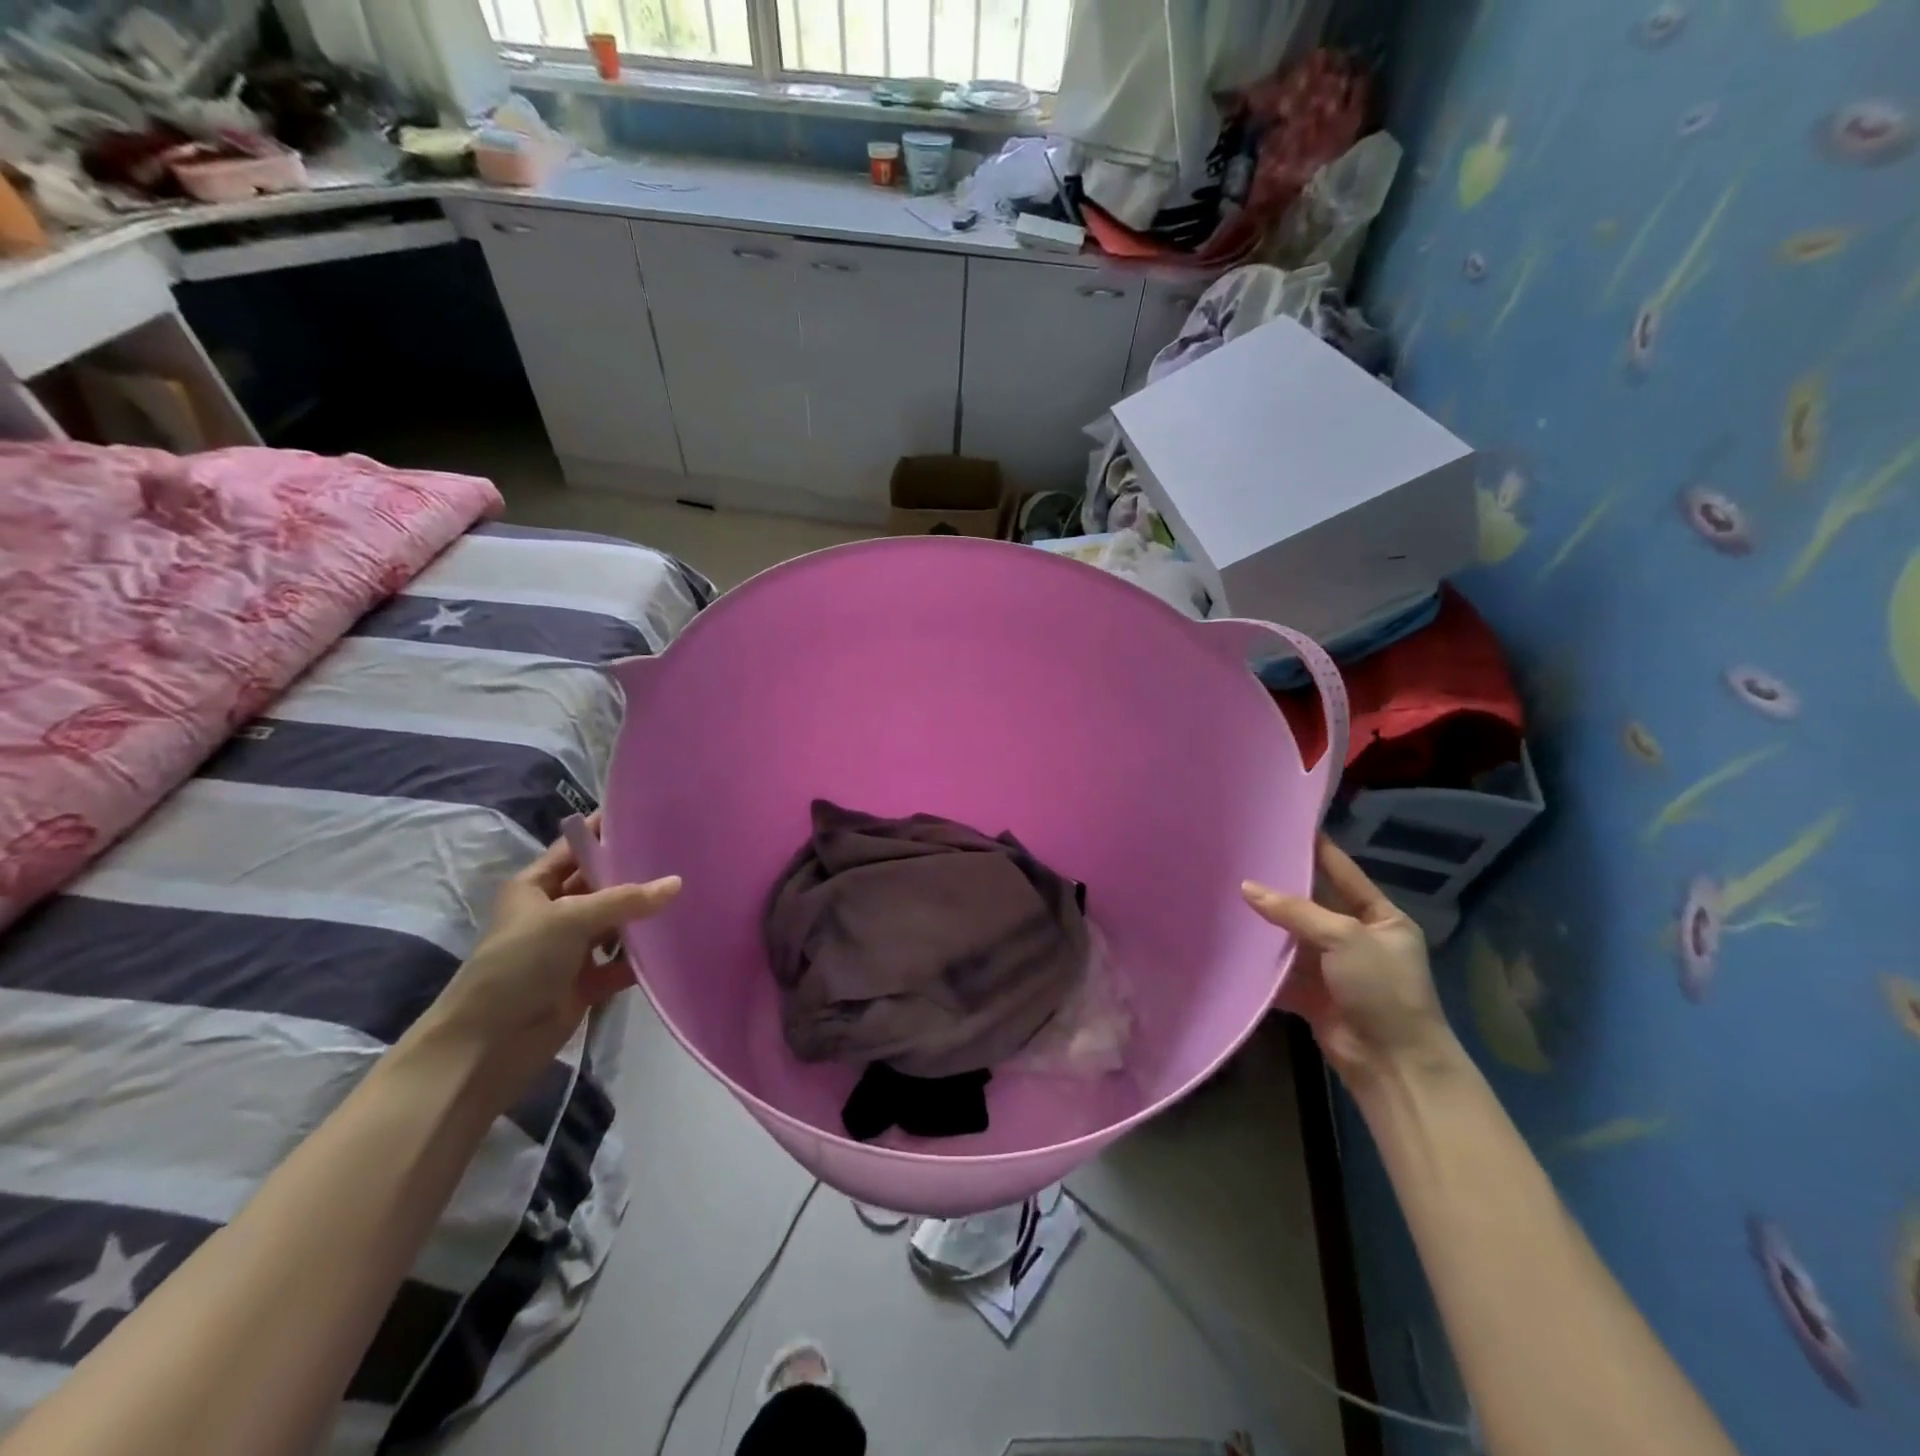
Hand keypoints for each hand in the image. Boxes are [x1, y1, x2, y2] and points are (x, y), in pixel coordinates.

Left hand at [414, 815, 680, 1103]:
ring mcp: (569, 949)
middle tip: (682, 854)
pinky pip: (621, 962)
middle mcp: (553, 912)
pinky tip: (674, 944)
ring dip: (643, 917)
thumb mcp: (569, 919)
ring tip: (689, 895)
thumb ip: (625, 899)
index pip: (575, 848)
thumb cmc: (519, 965)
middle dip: (635, 873)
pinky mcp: (584, 982)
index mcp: (535, 887)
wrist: (487, 1045)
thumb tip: (676, 883)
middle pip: (600, 884)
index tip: (647, 814)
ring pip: (615, 923)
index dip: (605, 831)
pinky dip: (641, 958)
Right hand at [1242, 835, 1454, 1086]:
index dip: (1317, 850)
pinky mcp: (1310, 993)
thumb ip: (1295, 911)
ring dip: (1264, 924)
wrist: (1392, 1064)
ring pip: (1291, 936)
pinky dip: (1258, 961)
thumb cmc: (1382, 988)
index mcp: (1380, 917)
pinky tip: (1229, 942)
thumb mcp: (1345, 938)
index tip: (1286, 826)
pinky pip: (1279, 970)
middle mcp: (1356, 938)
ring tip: (1225, 893)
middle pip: (1311, 904)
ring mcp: (1332, 967)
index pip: (1343, 873)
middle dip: (1279, 887)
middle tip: (1241, 859)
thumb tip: (1246, 887)